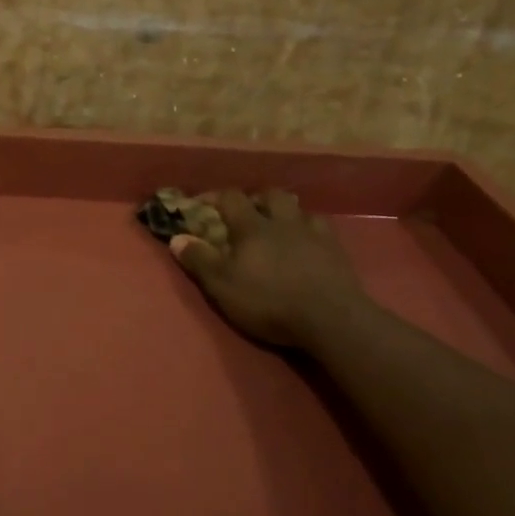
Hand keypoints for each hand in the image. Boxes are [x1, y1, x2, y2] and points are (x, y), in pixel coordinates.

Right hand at [168, 189, 370, 352]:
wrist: (332, 319)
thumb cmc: (269, 301)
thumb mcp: (223, 285)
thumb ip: (199, 260)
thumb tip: (176, 238)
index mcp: (252, 227)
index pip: (231, 198)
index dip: (214, 197)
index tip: (201, 204)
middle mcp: (283, 222)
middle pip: (270, 195)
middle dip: (256, 199)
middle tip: (247, 214)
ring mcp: (314, 234)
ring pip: (299, 210)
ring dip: (286, 213)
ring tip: (280, 227)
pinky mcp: (338, 252)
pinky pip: (322, 229)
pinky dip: (311, 231)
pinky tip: (309, 244)